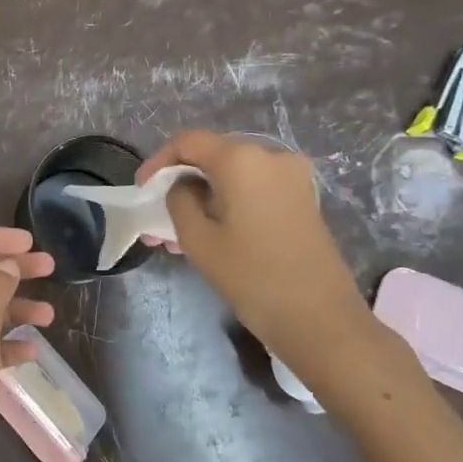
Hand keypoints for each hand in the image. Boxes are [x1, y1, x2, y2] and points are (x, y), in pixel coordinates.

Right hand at [137, 132, 388, 386]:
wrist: (321, 319)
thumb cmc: (252, 276)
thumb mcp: (197, 239)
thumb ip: (179, 199)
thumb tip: (183, 186)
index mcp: (241, 158)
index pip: (188, 142)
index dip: (158, 162)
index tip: (142, 190)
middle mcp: (270, 156)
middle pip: (212, 157)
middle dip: (180, 184)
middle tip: (157, 217)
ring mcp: (292, 177)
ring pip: (233, 177)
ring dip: (202, 198)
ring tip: (177, 237)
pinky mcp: (302, 198)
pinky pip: (254, 189)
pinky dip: (228, 204)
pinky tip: (210, 235)